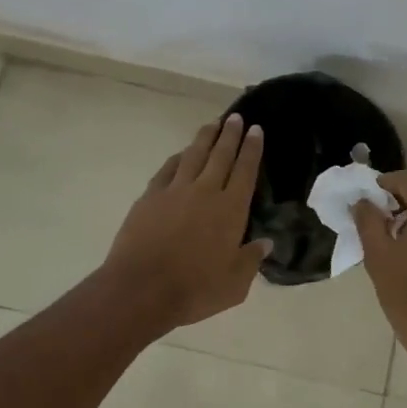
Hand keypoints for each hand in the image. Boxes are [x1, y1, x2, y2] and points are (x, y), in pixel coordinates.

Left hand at [101, 114, 272, 329]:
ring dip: (205, 138)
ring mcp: (175, 191)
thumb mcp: (234, 284)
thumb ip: (251, 260)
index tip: (256, 129)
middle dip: (231, 134)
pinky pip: (168, 169)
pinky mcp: (150, 197)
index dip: (252, 148)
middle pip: (221, 155)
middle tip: (236, 117)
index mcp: (230, 209)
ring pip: (193, 155)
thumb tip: (266, 242)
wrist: (141, 289)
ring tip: (212, 124)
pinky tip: (181, 153)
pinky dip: (177, 158)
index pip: (246, 170)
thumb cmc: (194, 290)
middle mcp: (205, 192)